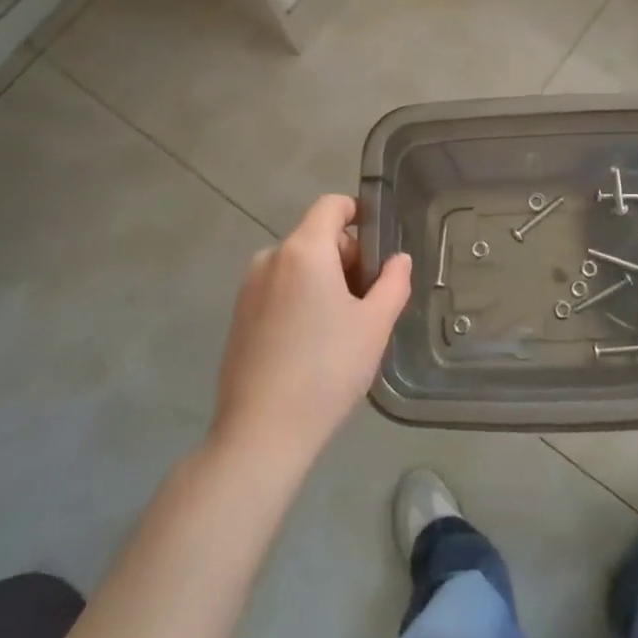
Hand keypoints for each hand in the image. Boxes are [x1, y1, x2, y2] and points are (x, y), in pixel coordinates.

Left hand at [211, 194, 411, 469]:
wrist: (261, 432)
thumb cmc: (327, 369)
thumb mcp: (375, 324)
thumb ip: (393, 282)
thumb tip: (398, 259)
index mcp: (304, 250)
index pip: (332, 205)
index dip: (359, 214)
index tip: (379, 248)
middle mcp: (270, 258)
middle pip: (317, 238)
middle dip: (348, 259)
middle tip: (370, 302)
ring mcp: (249, 288)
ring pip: (298, 267)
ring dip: (325, 282)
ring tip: (344, 329)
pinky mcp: (239, 317)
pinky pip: (279, 291)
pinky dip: (301, 301)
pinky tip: (313, 346)